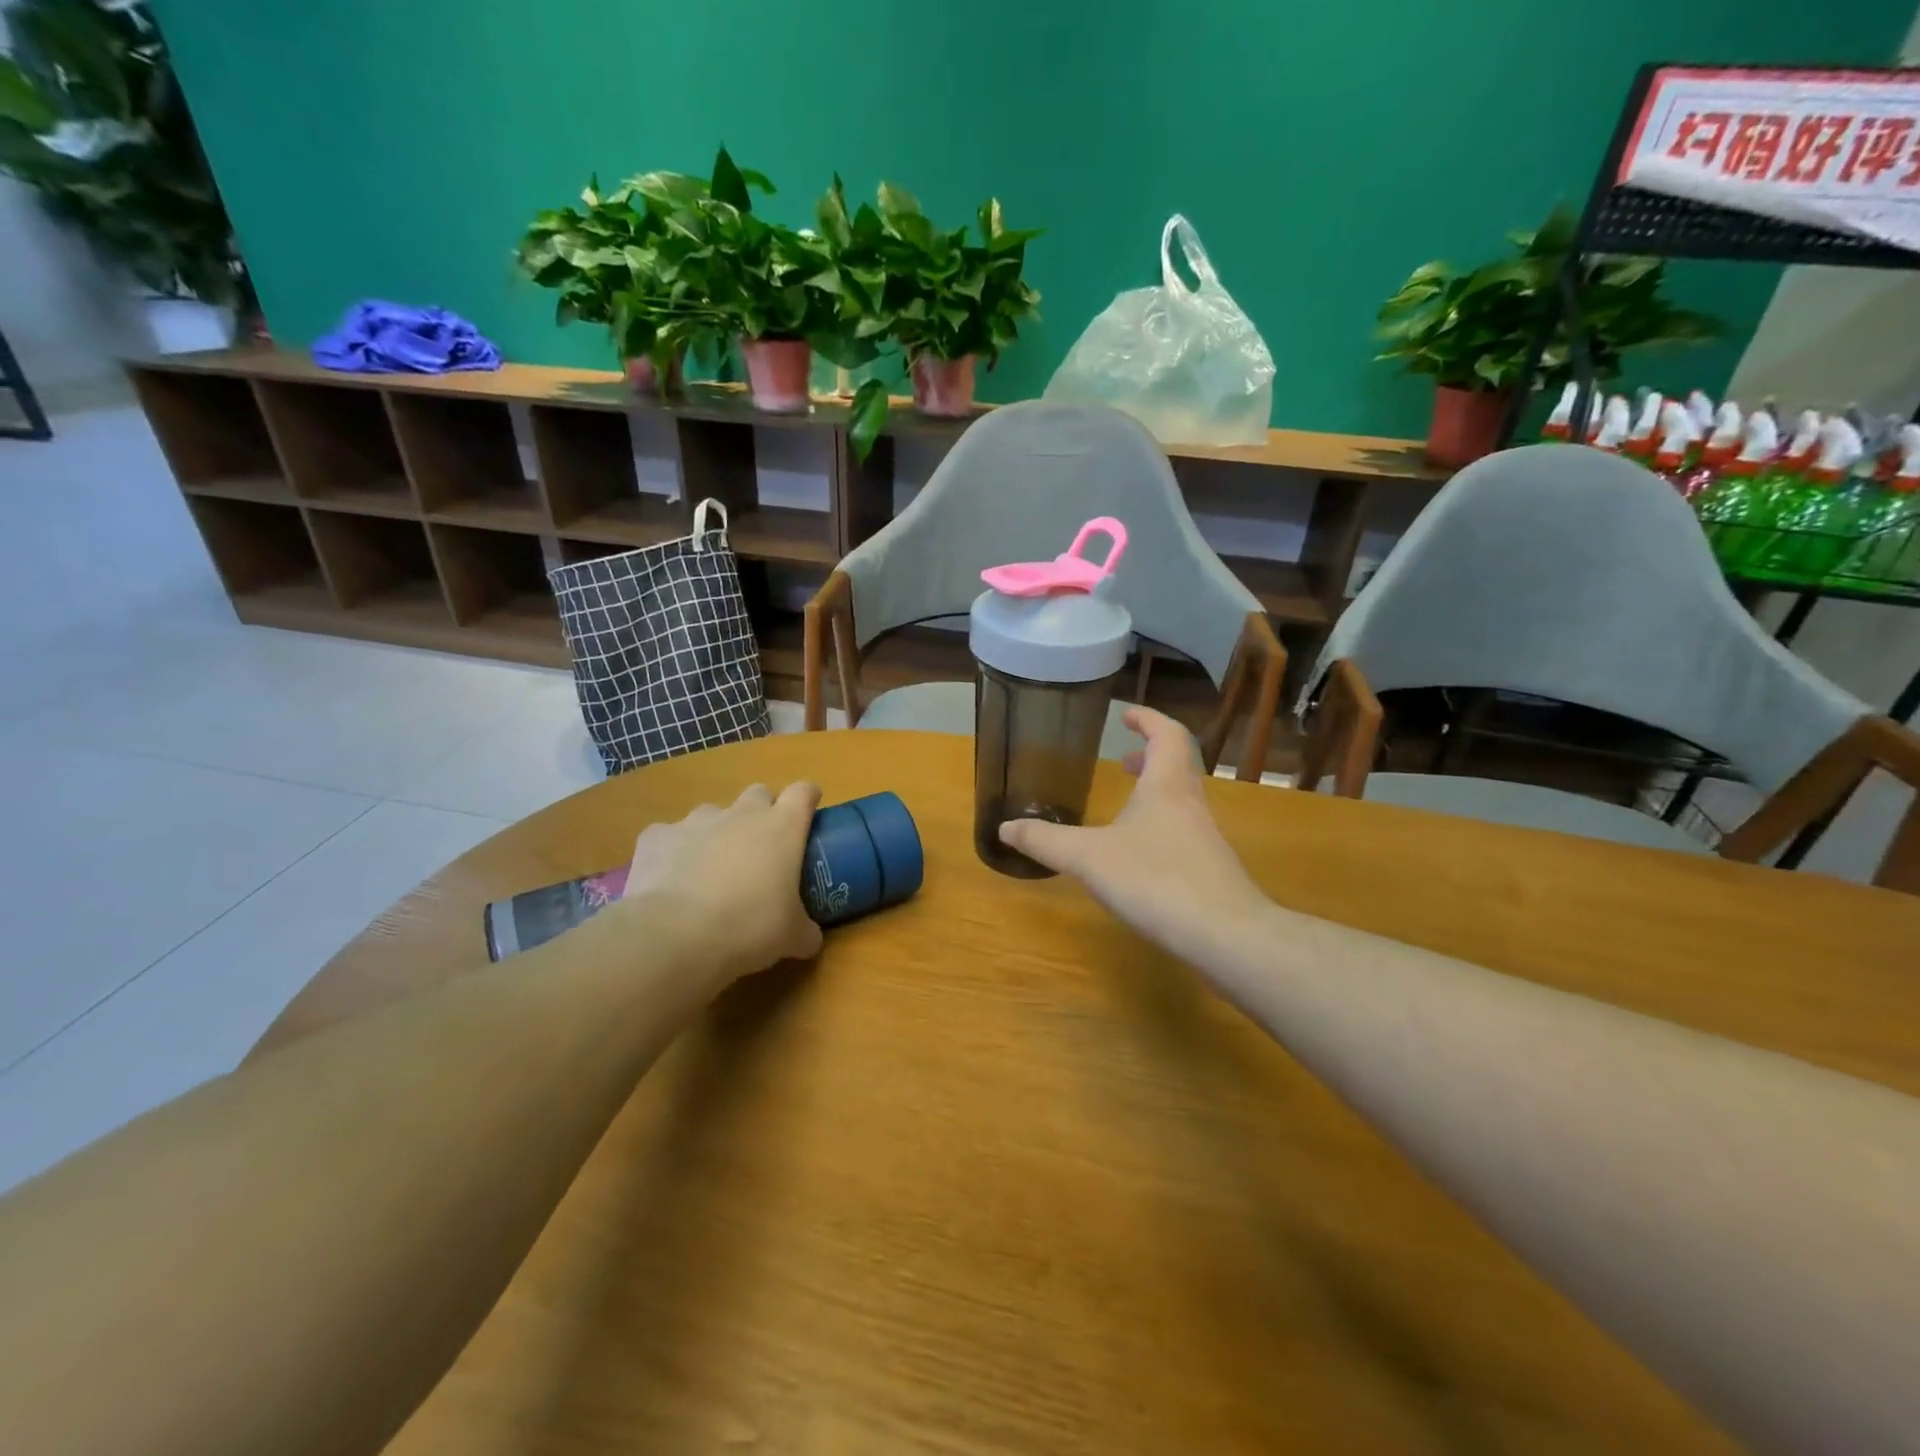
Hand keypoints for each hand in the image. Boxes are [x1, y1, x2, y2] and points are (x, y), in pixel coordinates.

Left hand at [619, 782, 824, 987]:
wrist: (674, 937)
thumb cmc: (749, 929)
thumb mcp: (793, 938)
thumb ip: (805, 929)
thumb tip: (809, 936)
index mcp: (782, 828)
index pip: (803, 793)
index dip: (807, 799)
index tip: (808, 814)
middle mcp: (741, 814)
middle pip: (758, 794)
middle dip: (762, 813)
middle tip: (761, 849)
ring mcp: (695, 821)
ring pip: (712, 814)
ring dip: (717, 833)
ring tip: (711, 870)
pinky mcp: (656, 836)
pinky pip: (670, 836)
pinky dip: (674, 852)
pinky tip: (670, 882)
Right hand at [998, 708, 1268, 961]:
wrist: (1226, 935)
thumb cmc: (1155, 880)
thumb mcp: (1088, 858)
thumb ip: (1046, 841)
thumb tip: (1004, 827)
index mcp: (1167, 786)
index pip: (1167, 733)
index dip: (1147, 719)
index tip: (1125, 715)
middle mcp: (1191, 803)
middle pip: (1178, 764)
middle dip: (1150, 756)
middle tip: (1123, 760)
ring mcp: (1206, 837)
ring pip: (1182, 799)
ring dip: (1156, 792)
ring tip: (1126, 807)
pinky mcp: (1211, 869)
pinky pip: (1185, 831)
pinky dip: (1162, 825)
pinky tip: (1141, 856)